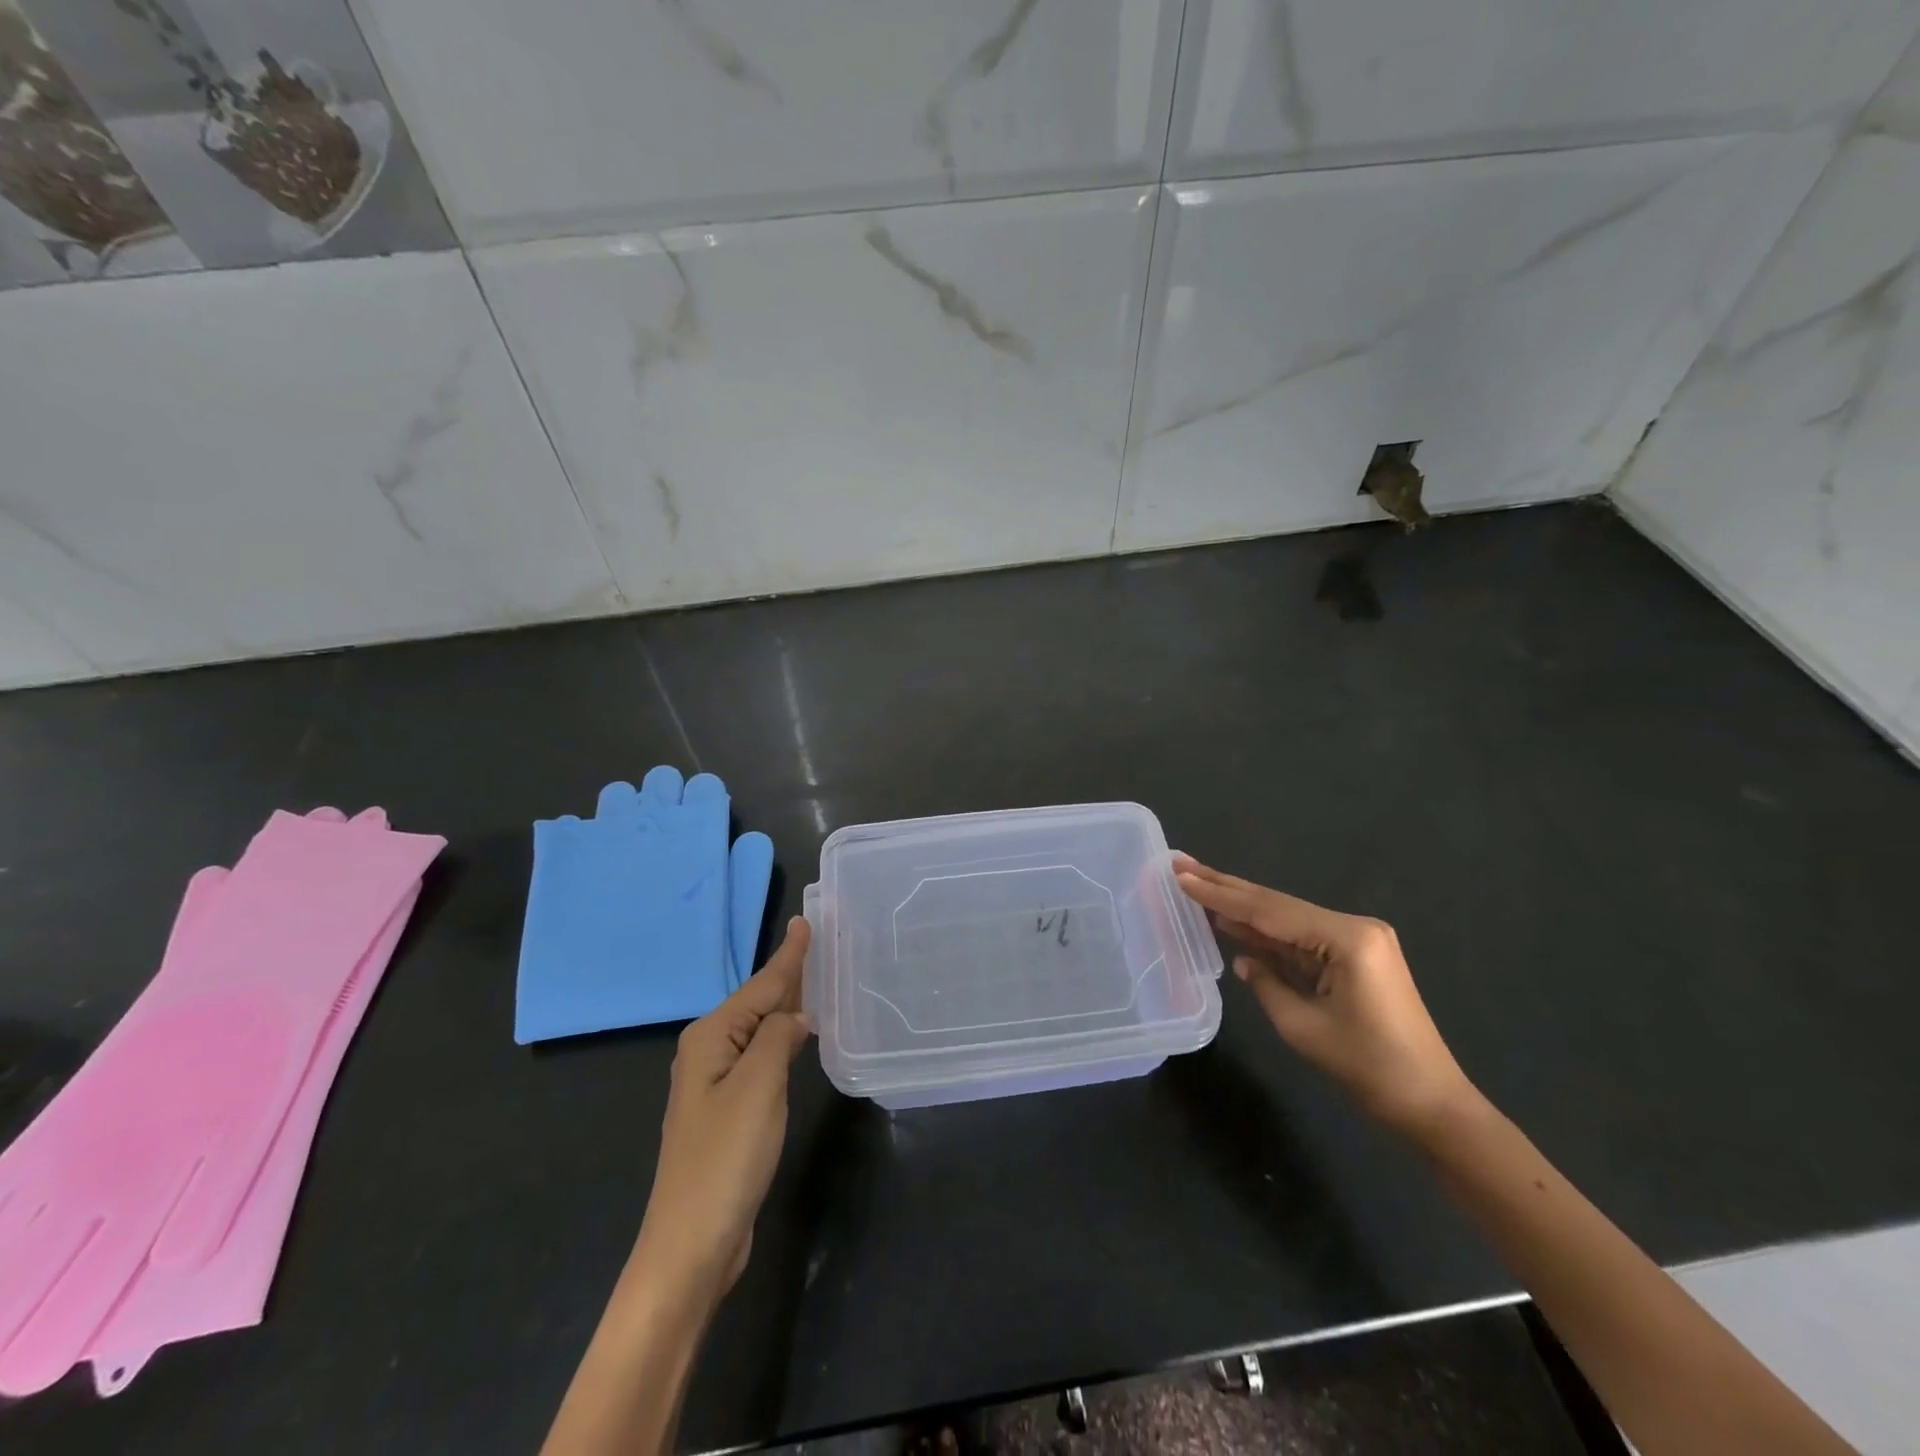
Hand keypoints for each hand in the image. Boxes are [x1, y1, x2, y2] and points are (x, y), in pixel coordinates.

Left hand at [634, 917, 813, 1299]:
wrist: (691, 1244)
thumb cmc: (725, 1157)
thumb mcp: (758, 1086)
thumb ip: (778, 1038)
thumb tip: (796, 1016)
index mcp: (710, 1038)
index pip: (760, 986)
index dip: (788, 956)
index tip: (805, 921)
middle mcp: (708, 1053)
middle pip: (756, 1003)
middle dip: (786, 975)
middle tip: (815, 944)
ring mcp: (715, 1084)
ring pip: (758, 1030)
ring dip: (785, 1005)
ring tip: (813, 980)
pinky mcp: (727, 1111)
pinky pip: (760, 1057)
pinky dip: (781, 1039)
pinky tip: (797, 1037)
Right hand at [1173, 856, 1475, 1139]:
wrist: (1432, 1103)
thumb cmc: (1368, 1068)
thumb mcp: (1302, 1027)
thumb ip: (1266, 983)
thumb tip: (1244, 959)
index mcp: (1346, 938)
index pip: (1269, 911)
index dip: (1221, 896)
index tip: (1183, 875)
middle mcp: (1354, 927)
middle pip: (1277, 904)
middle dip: (1227, 888)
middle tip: (1183, 865)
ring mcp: (1358, 939)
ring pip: (1287, 918)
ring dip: (1243, 908)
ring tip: (1198, 885)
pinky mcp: (1357, 956)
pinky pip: (1302, 938)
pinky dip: (1268, 932)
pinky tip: (1235, 921)